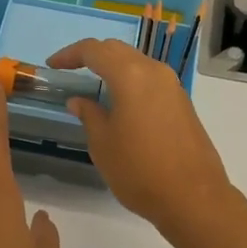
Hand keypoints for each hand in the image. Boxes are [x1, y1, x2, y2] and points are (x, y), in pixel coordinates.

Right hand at [46, 38, 235, 236]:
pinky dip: (130, 81)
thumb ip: (89, 115)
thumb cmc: (139, 170)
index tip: (52, 65)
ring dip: (113, 68)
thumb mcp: (103, 144)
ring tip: (93, 85)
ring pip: (137, 63)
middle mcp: (154, 72)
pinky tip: (120, 102)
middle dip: (92, 55)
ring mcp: (173, 86)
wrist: (193, 197)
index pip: (94, 50)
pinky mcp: (182, 102)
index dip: (70, 54)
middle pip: (118, 50)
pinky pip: (150, 80)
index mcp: (131, 76)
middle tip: (70, 69)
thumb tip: (79, 101)